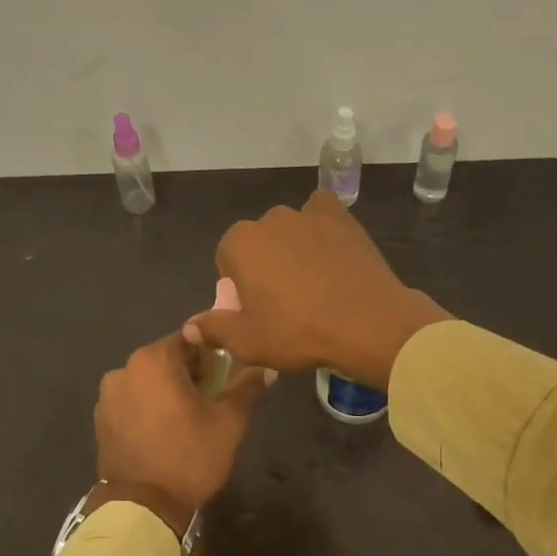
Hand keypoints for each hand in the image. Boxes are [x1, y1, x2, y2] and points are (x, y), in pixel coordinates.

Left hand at [92, 332, 272, 534]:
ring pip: (148, 381)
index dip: (213, 353)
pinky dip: (149, 408)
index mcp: (153, 359)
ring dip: (168, 391)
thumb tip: (265, 366)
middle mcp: (124, 369)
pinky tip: (165, 431)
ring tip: (188, 418)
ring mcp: (107, 397)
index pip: (191, 339)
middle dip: (190, 373)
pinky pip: (133, 402)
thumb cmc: (189, 456)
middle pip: (167, 359)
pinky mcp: (101, 422)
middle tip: (213, 397)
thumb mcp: (229, 421)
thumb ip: (247, 386)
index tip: (228, 373)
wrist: (142, 509)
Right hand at [188, 190, 450, 388]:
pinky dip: (321, 226)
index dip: (238, 286)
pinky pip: (322, 213)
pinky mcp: (340, 217)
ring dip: (293, 248)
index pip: (227, 259)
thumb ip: (214, 329)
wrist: (366, 322)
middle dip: (264, 264)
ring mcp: (307, 214)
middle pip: (258, 242)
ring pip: (289, 230)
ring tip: (313, 283)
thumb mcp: (248, 342)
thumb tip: (190, 326)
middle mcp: (270, 219)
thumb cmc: (298, 332)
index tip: (255, 310)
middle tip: (284, 301)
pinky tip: (331, 250)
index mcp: (240, 243)